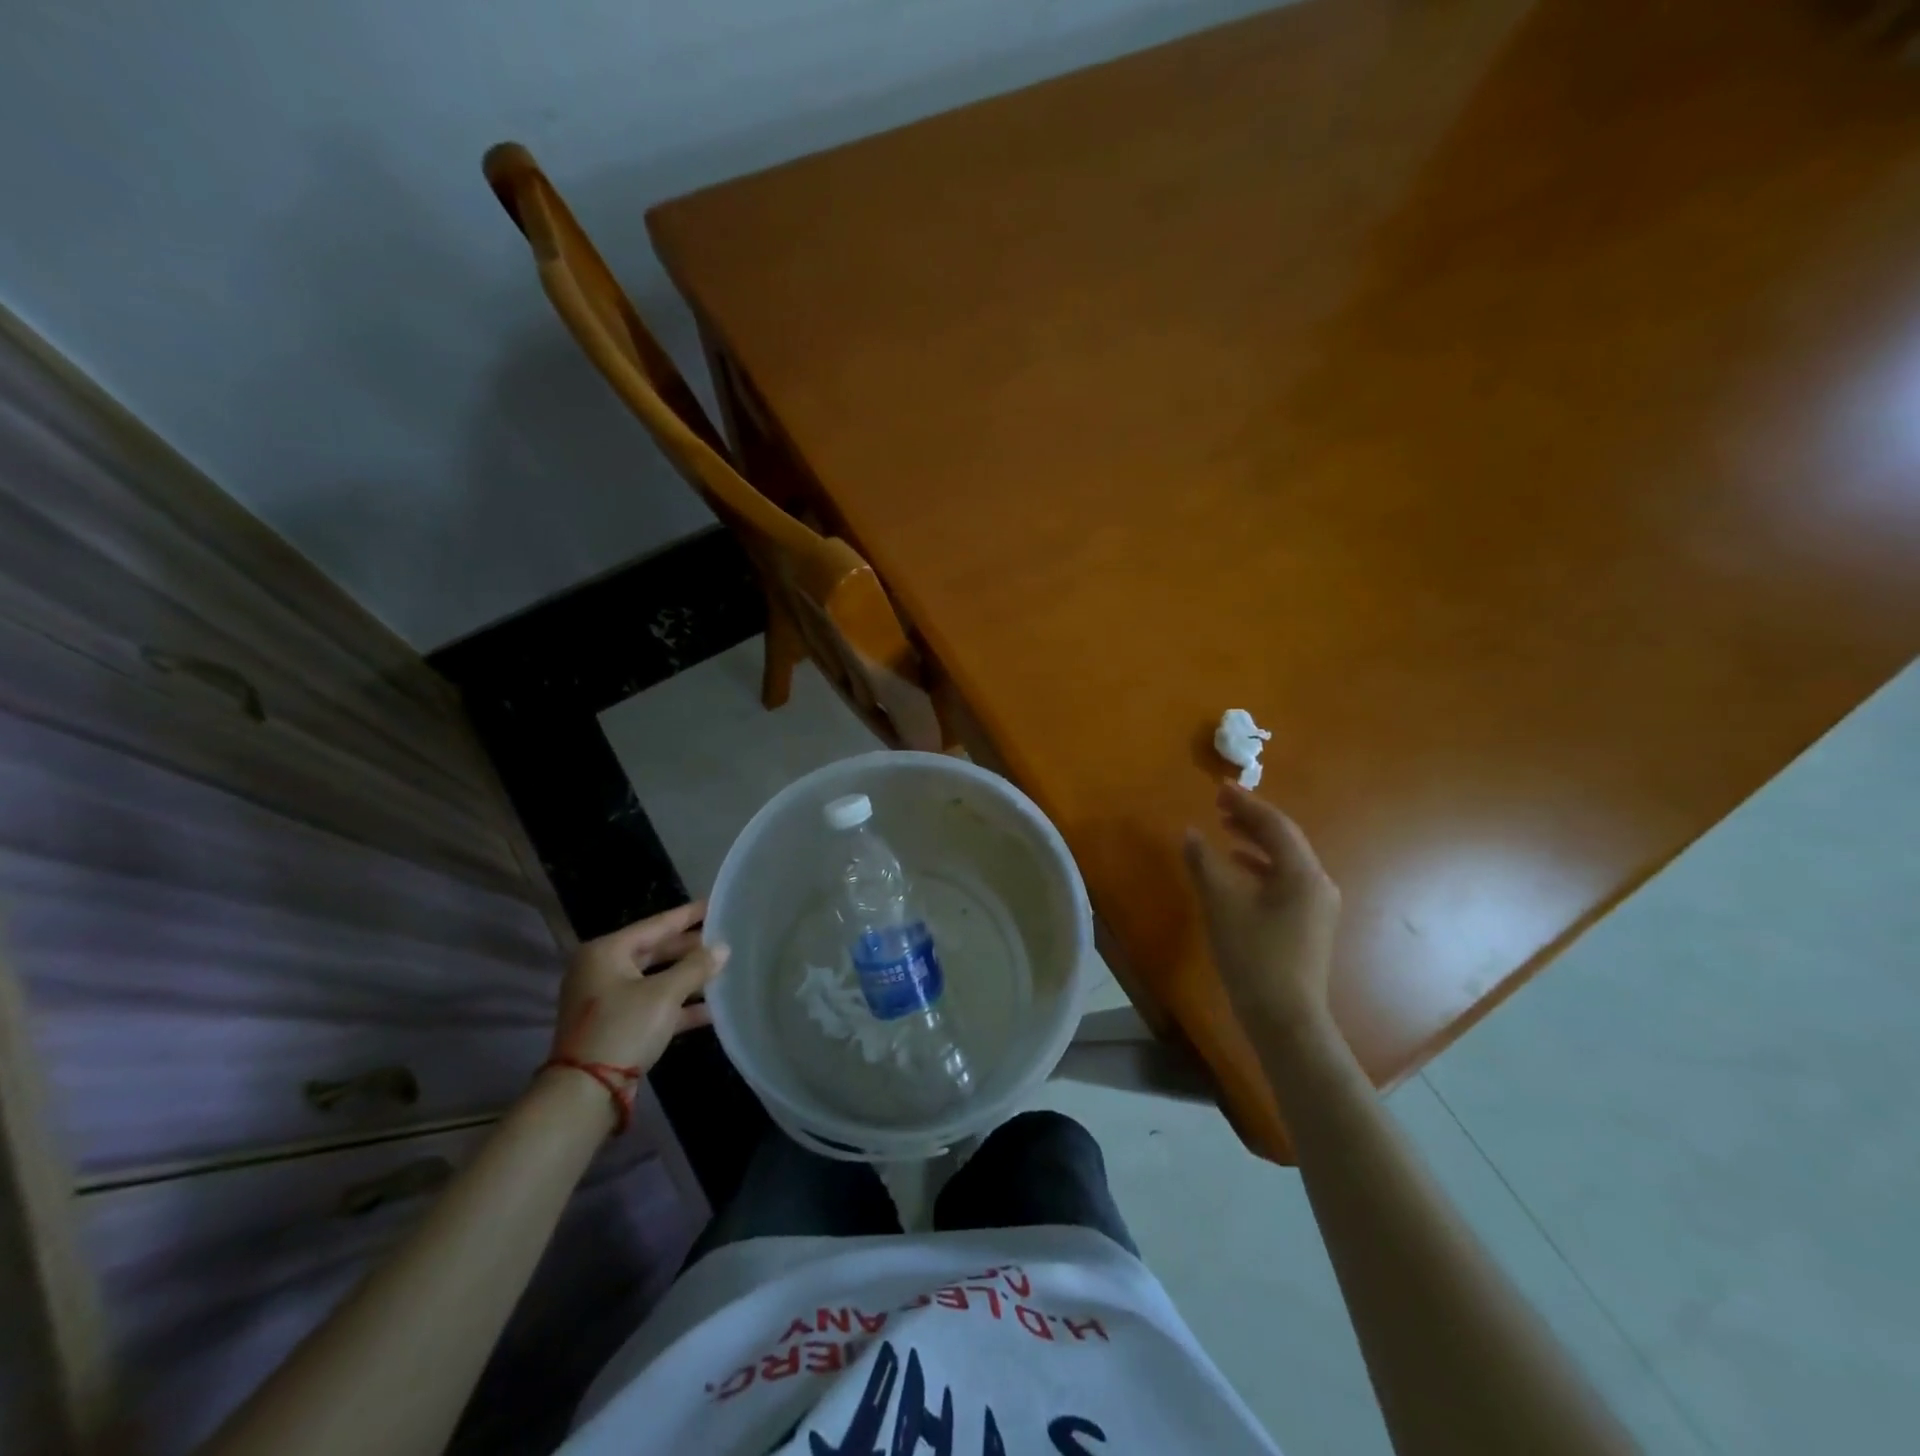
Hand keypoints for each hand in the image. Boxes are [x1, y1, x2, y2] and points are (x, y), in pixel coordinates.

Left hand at [549, 902, 727, 1073]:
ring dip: (688, 978)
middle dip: (690, 949)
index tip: (714, 904)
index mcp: (606, 952)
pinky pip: (654, 1006)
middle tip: (724, 938)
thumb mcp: (664, 994)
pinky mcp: (617, 1026)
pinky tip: (712, 1010)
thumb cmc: (623, 1028)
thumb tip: (723, 948)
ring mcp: (608, 1000)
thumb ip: (695, 967)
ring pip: (656, 980)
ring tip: (724, 970)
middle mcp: (603, 971)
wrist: (585, 1093)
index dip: (687, 915)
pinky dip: (679, 1007)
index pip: (655, 924)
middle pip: (655, 951)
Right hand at [1183, 783, 1341, 1040]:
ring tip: (1224, 828)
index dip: (1246, 803)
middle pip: (1284, 839)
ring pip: (1284, 860)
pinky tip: (1238, 868)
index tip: (1220, 787)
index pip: (1275, 825)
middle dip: (1251, 819)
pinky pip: (1284, 880)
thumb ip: (1204, 863)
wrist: (1285, 1020)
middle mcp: (1317, 883)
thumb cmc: (1253, 957)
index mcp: (1302, 874)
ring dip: (1254, 840)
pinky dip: (1259, 866)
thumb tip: (1191, 834)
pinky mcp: (1308, 924)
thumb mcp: (1221, 905)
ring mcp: (1317, 905)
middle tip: (1219, 804)